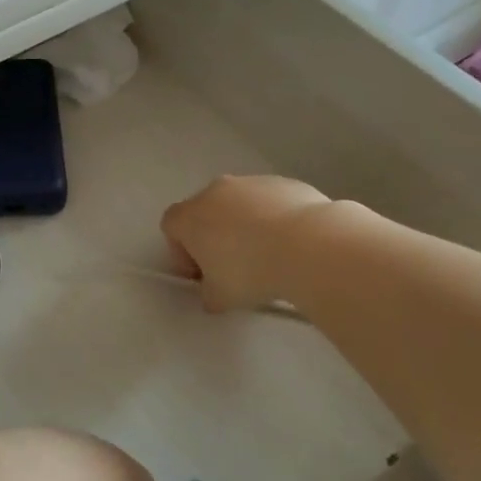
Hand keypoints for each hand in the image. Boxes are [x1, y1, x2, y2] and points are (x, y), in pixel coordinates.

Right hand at [160, 175, 338, 312]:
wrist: (309, 246)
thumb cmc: (251, 272)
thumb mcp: (220, 297)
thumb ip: (208, 294)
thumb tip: (213, 294)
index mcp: (190, 216)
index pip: (171, 226)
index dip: (181, 252)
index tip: (200, 274)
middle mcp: (216, 191)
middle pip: (205, 211)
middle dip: (213, 236)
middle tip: (232, 267)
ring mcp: (252, 183)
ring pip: (239, 204)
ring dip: (244, 225)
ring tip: (268, 255)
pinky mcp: (285, 183)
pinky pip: (270, 202)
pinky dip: (274, 218)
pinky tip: (291, 243)